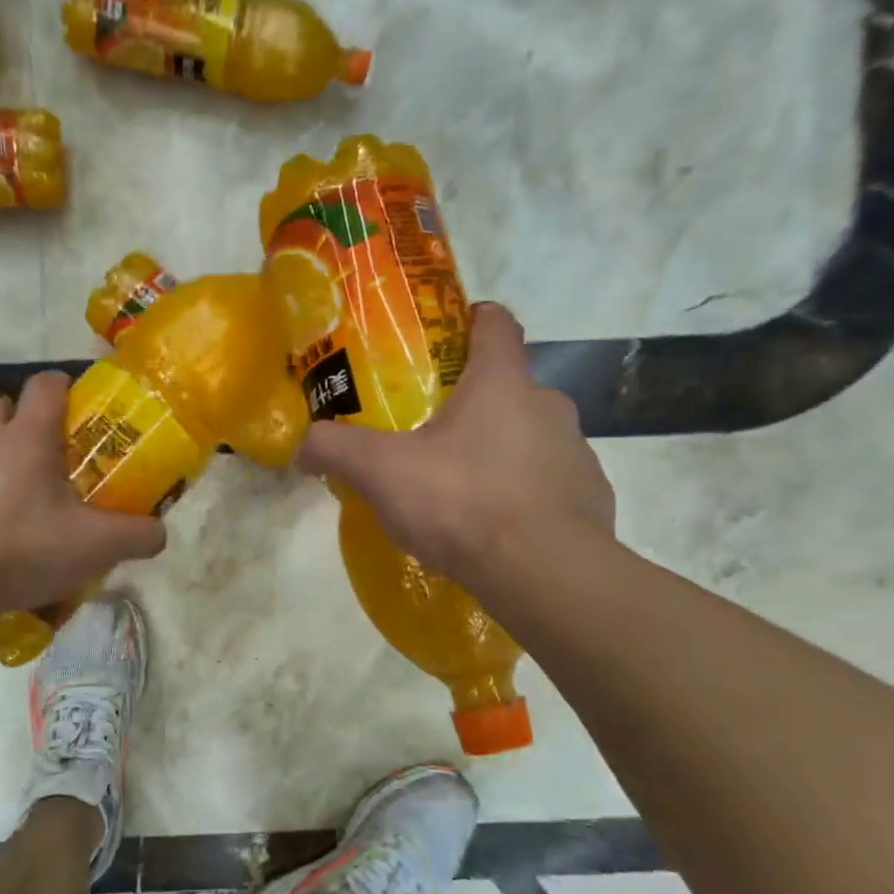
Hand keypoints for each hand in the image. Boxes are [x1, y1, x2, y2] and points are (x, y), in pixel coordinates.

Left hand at [0, 372, 165, 619]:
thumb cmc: (23, 549)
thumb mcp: (96, 547)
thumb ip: (137, 535)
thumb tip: (159, 531)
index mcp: (28, 438)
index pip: (47, 386)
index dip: (64, 388)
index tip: (76, 408)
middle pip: (3, 408)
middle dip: (22, 423)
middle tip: (43, 461)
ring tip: (6, 501)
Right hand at [297, 305, 615, 591]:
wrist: (543, 573)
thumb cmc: (461, 501)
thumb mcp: (380, 472)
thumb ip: (336, 449)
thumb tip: (303, 446)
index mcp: (501, 383)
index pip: (496, 323)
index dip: (471, 320)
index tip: (445, 338)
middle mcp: (548, 404)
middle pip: (509, 386)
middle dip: (474, 402)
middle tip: (433, 434)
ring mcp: (576, 451)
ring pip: (531, 436)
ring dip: (501, 451)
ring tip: (463, 488)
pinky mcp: (591, 496)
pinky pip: (551, 482)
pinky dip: (526, 493)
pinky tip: (498, 525)